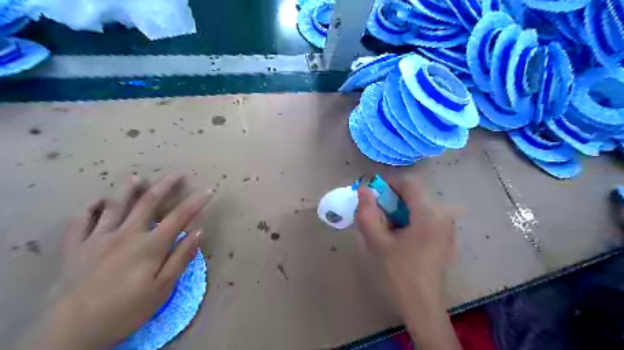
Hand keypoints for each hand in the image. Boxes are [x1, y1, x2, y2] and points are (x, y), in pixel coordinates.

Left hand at [21, 174, 212, 349]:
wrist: (71, 332)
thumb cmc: (125, 310)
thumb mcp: (162, 288)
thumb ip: (181, 257)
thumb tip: (198, 231)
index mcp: (149, 245)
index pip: (179, 217)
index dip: (195, 203)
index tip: (207, 191)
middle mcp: (126, 234)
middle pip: (148, 203)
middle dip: (165, 186)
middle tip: (175, 174)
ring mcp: (98, 238)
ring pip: (115, 205)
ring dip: (127, 189)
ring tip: (136, 177)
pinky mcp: (76, 247)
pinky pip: (80, 221)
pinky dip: (89, 208)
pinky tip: (96, 202)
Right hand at [353, 177, 459, 348]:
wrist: (423, 305)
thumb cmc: (399, 272)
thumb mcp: (378, 242)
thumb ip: (368, 212)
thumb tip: (363, 189)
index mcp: (429, 213)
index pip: (408, 183)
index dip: (388, 184)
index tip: (373, 198)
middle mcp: (444, 214)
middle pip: (414, 193)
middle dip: (393, 199)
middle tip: (378, 216)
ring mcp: (448, 225)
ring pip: (420, 204)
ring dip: (400, 209)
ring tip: (388, 228)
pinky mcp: (447, 235)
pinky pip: (426, 216)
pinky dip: (411, 218)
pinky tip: (401, 236)